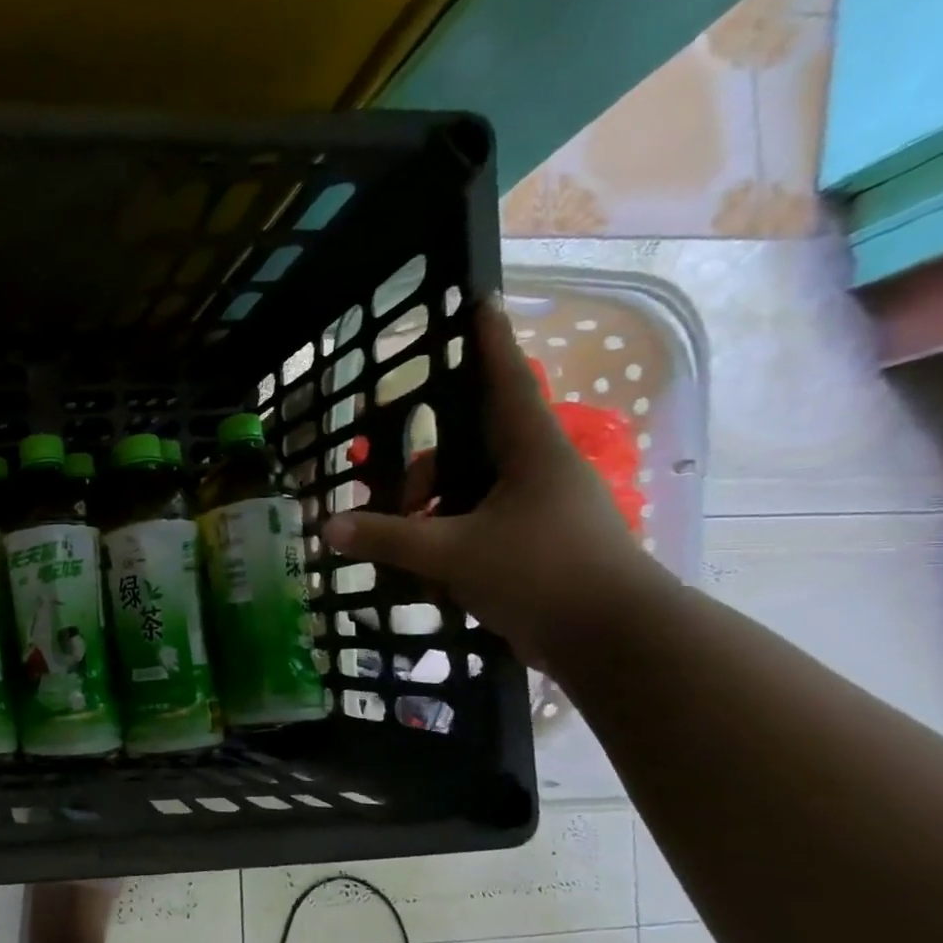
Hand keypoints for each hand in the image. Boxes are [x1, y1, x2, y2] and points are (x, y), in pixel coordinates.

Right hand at [321, 298, 672, 668]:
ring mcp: (541, 510)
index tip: (479, 301)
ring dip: (434, 513)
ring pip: (473, 492)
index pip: (505, 381)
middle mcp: (539, 472)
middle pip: (472, 446)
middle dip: (427, 469)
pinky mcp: (537, 546)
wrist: (613, 640)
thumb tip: (328, 528)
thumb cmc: (541, 574)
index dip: (488, 342)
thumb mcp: (452, 553)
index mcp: (531, 452)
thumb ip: (388, 538)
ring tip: (405, 547)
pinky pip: (481, 526)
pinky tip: (426, 572)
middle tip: (395, 499)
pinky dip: (450, 540)